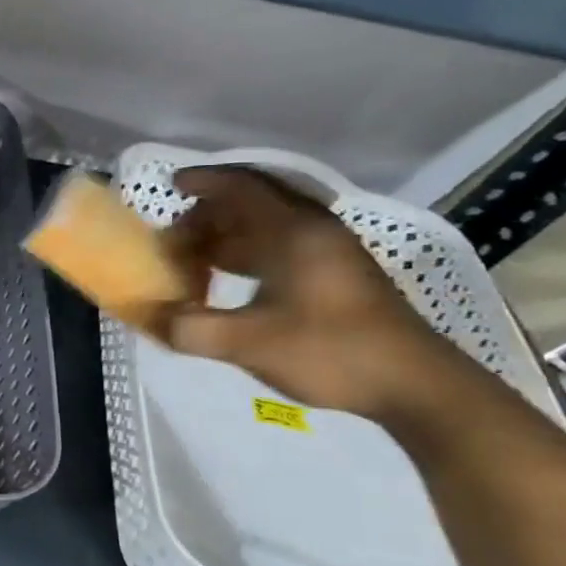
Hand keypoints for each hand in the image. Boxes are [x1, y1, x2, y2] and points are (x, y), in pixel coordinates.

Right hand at [159, 167, 459, 419]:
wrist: (416, 385)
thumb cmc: (331, 352)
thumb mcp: (249, 344)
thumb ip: (190, 329)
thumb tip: (149, 317)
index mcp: (294, 232)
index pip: (242, 186)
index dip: (203, 180)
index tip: (171, 187)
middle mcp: (314, 230)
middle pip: (253, 202)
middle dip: (208, 214)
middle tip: (174, 240)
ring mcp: (330, 251)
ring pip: (268, 225)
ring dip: (227, 235)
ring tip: (193, 261)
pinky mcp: (338, 273)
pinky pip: (281, 244)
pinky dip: (247, 252)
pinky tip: (229, 281)